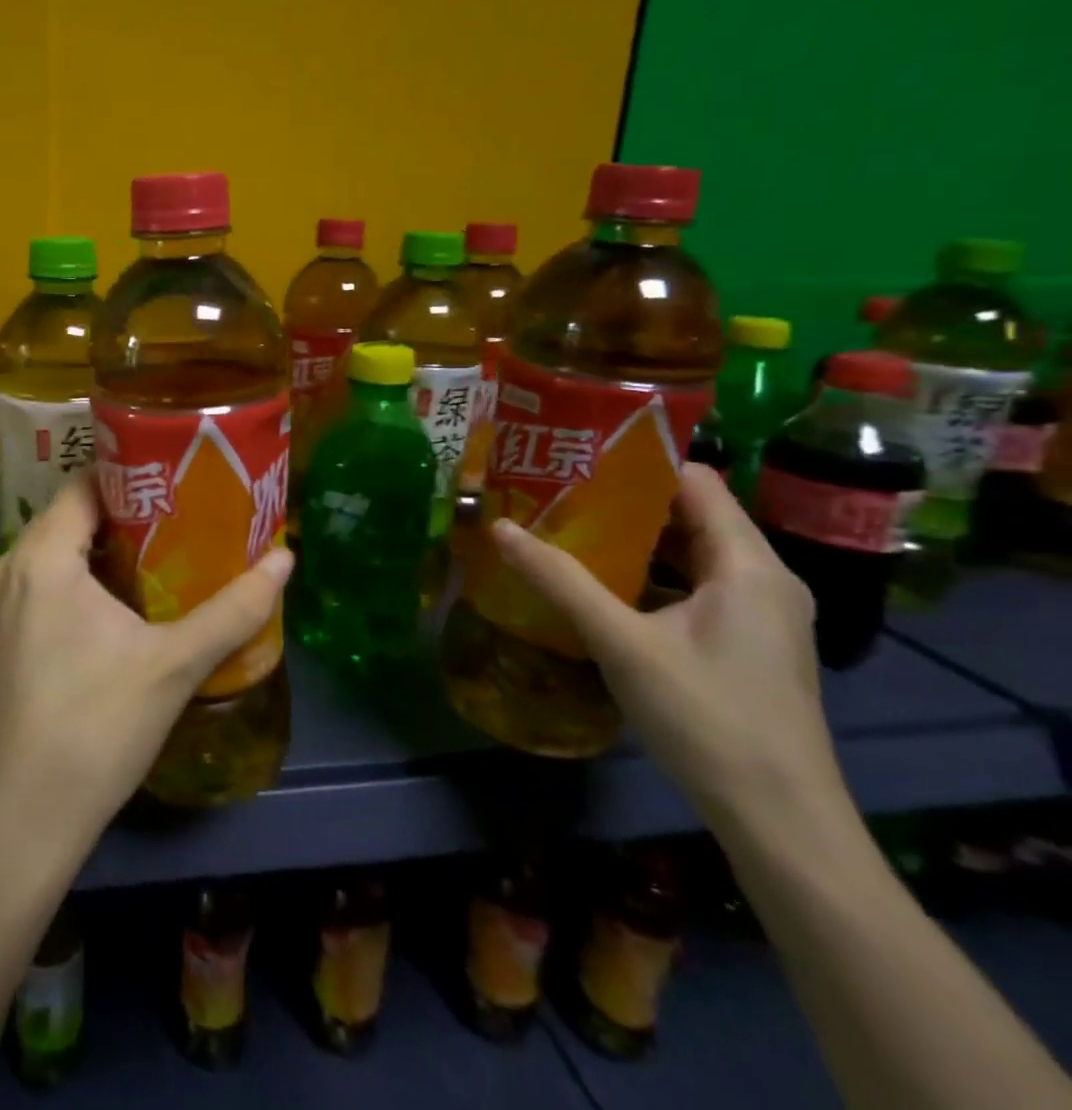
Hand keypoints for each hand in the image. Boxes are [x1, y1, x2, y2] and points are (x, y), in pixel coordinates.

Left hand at [0, 475, 292, 856]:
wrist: (29, 817)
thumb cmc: (98, 727)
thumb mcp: (175, 663)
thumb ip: (234, 609)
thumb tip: (286, 558)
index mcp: (42, 557)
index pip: (84, 485)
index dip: (131, 474)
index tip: (178, 478)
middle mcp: (11, 568)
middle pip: (71, 514)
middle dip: (126, 510)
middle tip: (183, 512)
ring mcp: (0, 604)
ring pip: (57, 549)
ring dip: (104, 545)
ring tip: (163, 548)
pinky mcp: (3, 635)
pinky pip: (44, 580)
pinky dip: (81, 575)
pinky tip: (124, 598)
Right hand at [488, 464, 840, 827]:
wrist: (781, 821)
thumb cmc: (707, 718)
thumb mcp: (621, 643)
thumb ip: (560, 581)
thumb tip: (499, 528)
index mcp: (748, 565)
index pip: (696, 481)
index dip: (638, 463)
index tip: (576, 458)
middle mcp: (763, 579)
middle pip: (691, 515)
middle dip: (624, 501)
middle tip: (557, 492)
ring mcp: (759, 615)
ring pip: (690, 553)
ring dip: (633, 540)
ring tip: (567, 529)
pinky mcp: (747, 644)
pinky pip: (694, 586)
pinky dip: (648, 575)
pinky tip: (600, 586)